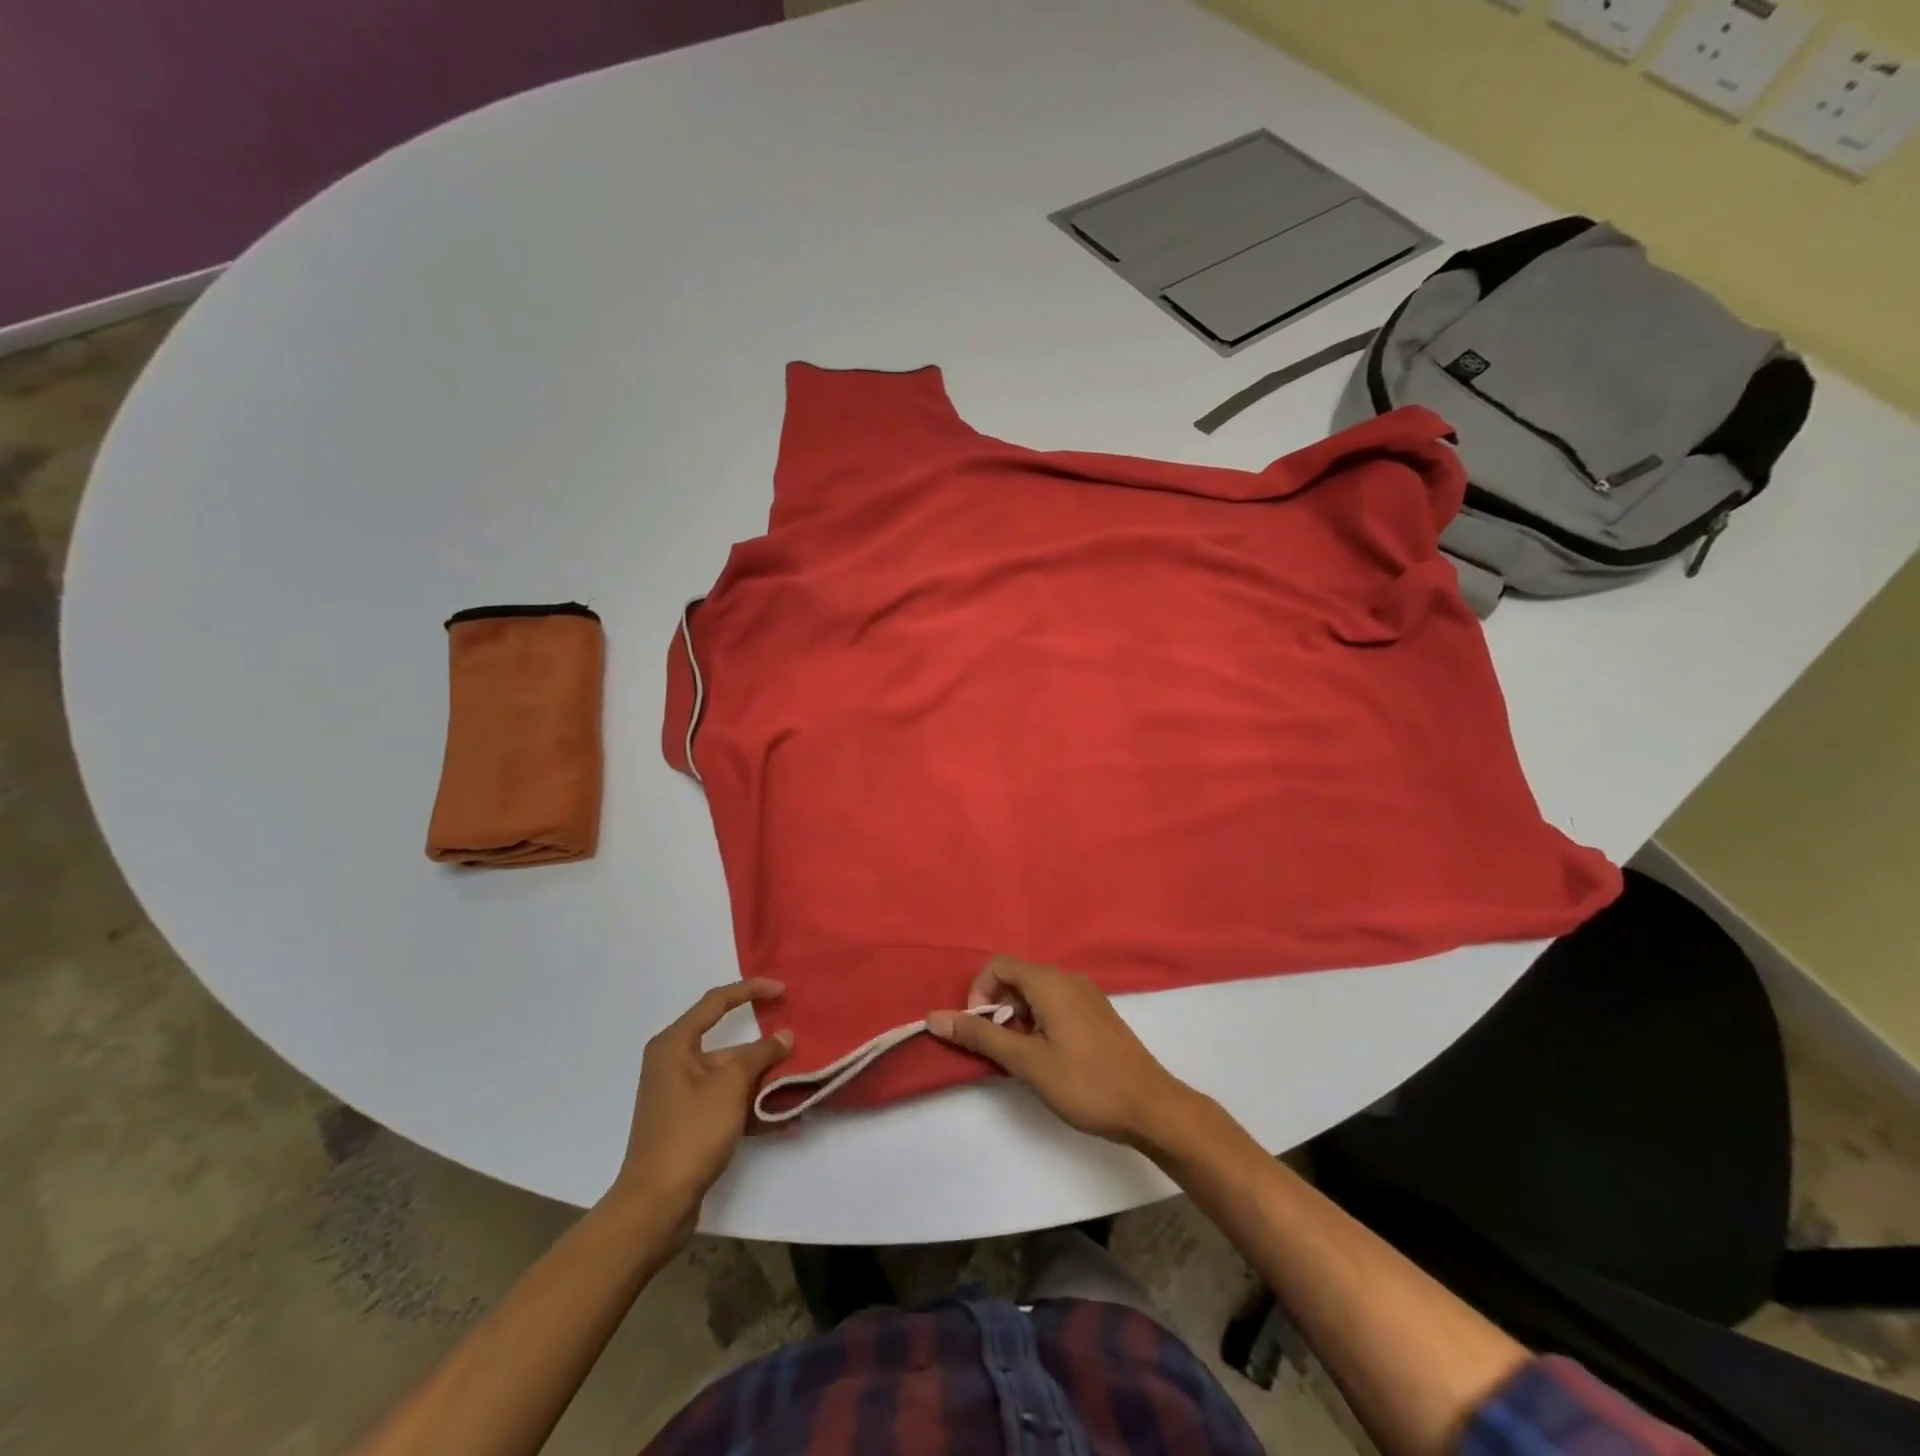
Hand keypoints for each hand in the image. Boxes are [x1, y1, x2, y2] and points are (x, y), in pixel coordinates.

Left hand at [609, 980, 791, 1225]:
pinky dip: (752, 1108)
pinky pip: (727, 1103)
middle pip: (728, 1044)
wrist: (655, 1206)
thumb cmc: (690, 1133)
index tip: (783, 990)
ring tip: (800, 1085)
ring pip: (731, 1076)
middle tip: (798, 1047)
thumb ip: (760, 1055)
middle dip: (764, 1049)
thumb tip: (784, 1036)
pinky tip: (785, 1121)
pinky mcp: (690, 1124)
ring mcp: (681, 1096)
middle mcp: (674, 1064)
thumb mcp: (730, 1086)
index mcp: (674, 1044)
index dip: (751, 990)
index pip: (717, 1001)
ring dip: (763, 1081)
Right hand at [927, 956, 1205, 1150]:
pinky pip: (1056, 1005)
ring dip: (1018, 1019)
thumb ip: (980, 1037)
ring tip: (1022, 1059)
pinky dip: (1039, 1022)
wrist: (1151, 1107)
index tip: (979, 1030)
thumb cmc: (1085, 1083)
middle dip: (997, 1009)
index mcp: (1050, 982)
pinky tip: (1048, 1058)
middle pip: (1017, 978)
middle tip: (999, 1050)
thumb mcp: (1026, 1062)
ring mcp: (1087, 995)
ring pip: (1036, 993)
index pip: (999, 965)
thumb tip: (935, 1018)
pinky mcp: (1098, 1014)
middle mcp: (1068, 979)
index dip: (979, 993)